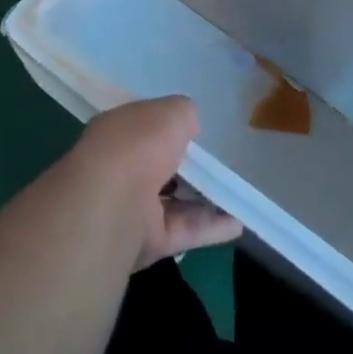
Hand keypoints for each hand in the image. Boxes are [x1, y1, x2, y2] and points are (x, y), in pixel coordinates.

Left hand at [68, 97, 242, 270]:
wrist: (113, 203)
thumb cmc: (138, 144)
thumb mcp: (170, 112)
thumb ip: (183, 114)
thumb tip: (189, 124)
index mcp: (117, 132)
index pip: (142, 127)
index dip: (166, 126)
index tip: (194, 129)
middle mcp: (120, 169)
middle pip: (156, 165)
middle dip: (182, 164)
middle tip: (218, 161)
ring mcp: (132, 207)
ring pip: (172, 201)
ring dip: (201, 198)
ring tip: (234, 192)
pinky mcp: (149, 241)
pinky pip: (185, 230)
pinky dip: (211, 228)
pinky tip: (238, 223)